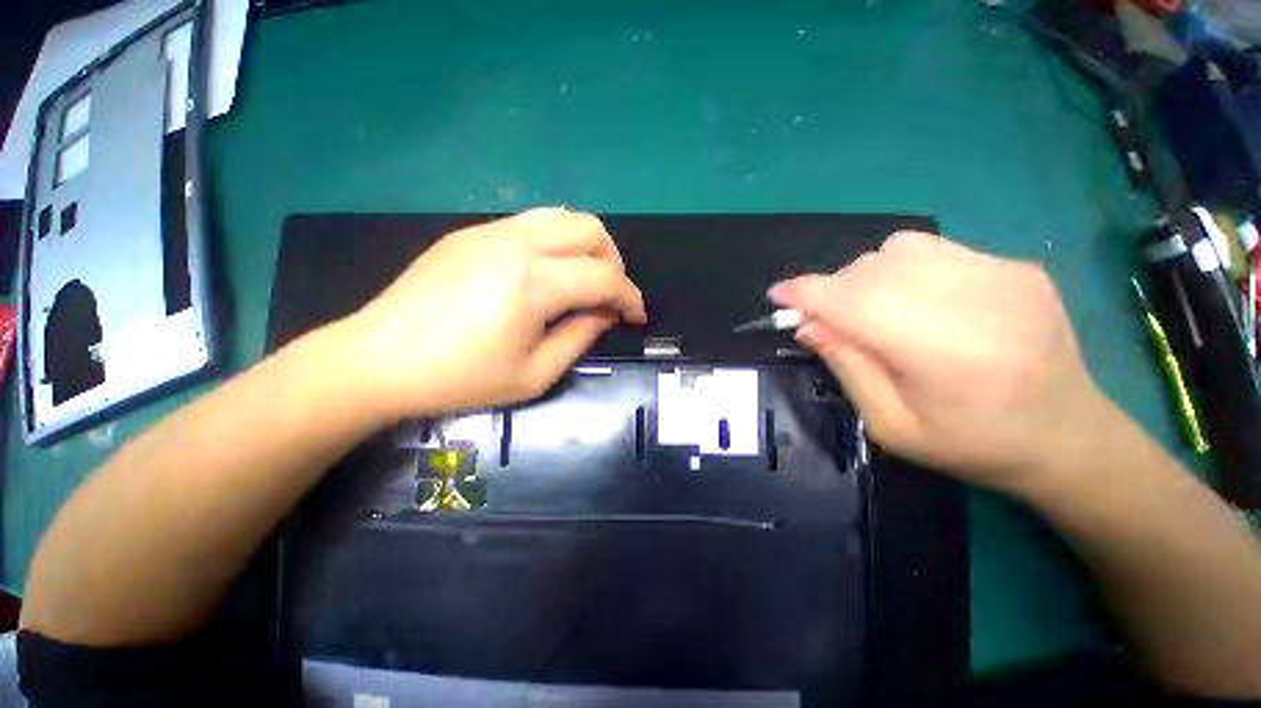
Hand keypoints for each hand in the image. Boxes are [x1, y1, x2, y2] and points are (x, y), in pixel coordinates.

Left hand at [343, 208, 645, 421]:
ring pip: (563, 216)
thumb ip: (580, 337)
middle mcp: (517, 243)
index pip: (605, 277)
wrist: (377, 359)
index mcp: (534, 283)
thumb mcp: (535, 374)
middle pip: (591, 229)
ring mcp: (491, 230)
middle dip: (615, 263)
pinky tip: (548, 273)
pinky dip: (558, 243)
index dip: (630, 297)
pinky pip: (533, 223)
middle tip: (610, 297)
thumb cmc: (460, 378)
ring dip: (588, 247)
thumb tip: (605, 314)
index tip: (637, 317)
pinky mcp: (472, 232)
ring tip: (586, 281)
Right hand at [770, 232, 1121, 495]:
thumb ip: (846, 367)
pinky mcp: (1016, 265)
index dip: (807, 293)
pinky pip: (932, 249)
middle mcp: (977, 301)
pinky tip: (916, 301)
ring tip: (874, 311)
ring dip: (865, 277)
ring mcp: (1004, 274)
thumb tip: (808, 324)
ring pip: (897, 248)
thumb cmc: (972, 446)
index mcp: (945, 355)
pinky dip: (902, 269)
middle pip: (871, 269)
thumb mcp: (891, 425)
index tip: (777, 295)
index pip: (855, 302)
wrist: (1069, 437)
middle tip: (829, 322)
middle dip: (832, 290)